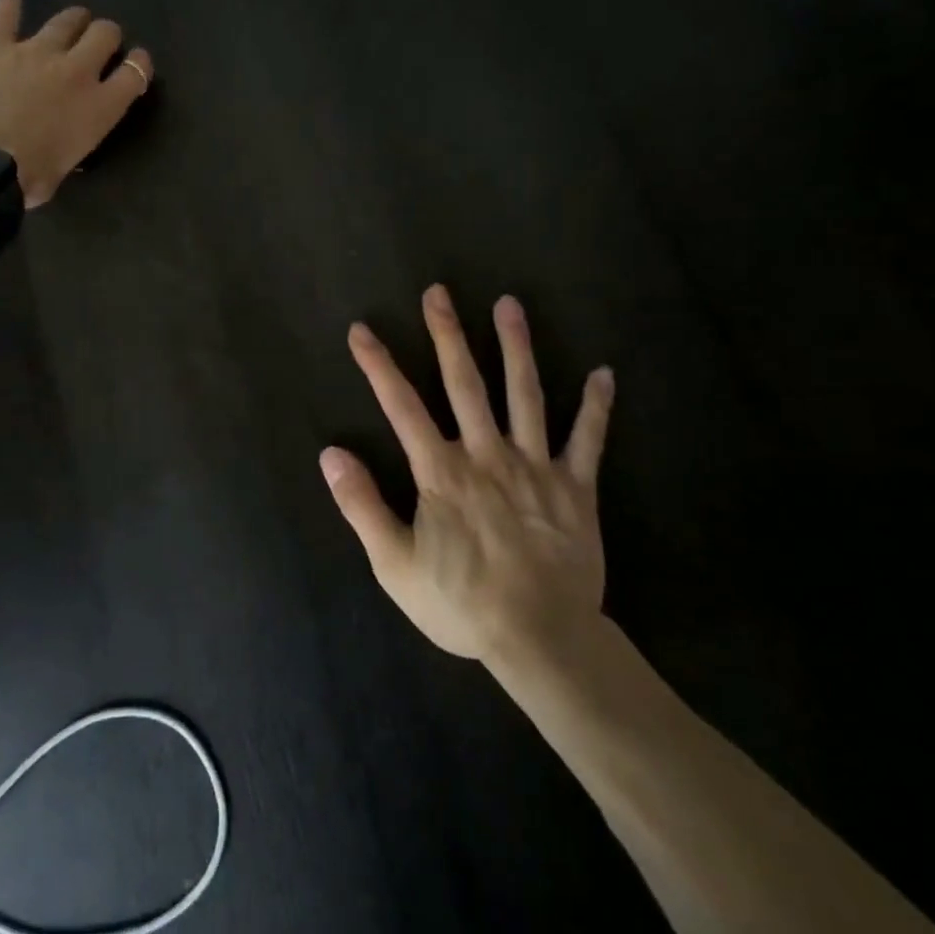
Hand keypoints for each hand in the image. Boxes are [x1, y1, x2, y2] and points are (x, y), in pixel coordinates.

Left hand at [0, 0, 152, 206]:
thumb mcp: (64, 169)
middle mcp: (76, 70)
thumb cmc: (24, 180)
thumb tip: (60, 144)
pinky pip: (6, 14)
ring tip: (69, 23)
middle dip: (105, 35)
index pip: (135, 73)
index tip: (135, 62)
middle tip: (97, 42)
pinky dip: (10, 5)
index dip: (139, 64)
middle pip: (104, 34)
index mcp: (100, 107)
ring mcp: (35, 50)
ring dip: (71, 20)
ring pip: (66, 20)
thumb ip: (71, 145)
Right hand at [320, 285, 614, 663]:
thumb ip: (362, 506)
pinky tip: (604, 373)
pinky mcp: (576, 487)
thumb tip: (330, 453)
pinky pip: (588, 441)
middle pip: (464, 383)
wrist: (541, 640)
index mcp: (442, 472)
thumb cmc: (462, 603)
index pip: (402, 406)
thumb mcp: (395, 565)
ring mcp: (535, 466)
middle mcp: (487, 454)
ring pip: (525, 395)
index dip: (379, 365)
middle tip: (439, 292)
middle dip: (447, 334)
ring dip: (516, 347)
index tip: (361, 330)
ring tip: (510, 305)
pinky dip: (596, 407)